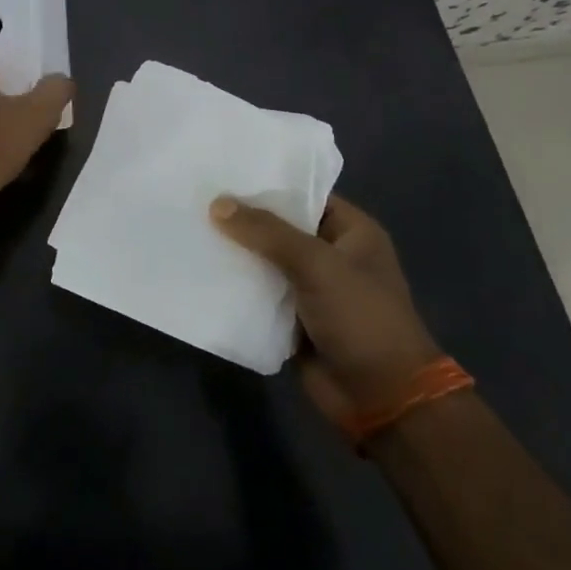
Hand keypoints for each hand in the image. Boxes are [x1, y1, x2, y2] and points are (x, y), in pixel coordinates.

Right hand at [209, 194, 441, 423]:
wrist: (381, 399)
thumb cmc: (361, 318)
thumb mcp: (316, 264)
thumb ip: (266, 232)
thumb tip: (217, 204)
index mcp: (352, 232)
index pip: (304, 193)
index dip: (267, 182)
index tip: (223, 170)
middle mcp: (331, 255)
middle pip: (278, 226)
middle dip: (242, 217)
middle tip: (195, 197)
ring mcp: (310, 288)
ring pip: (264, 259)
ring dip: (234, 250)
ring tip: (188, 227)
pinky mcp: (291, 317)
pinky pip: (257, 292)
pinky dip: (234, 284)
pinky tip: (199, 267)